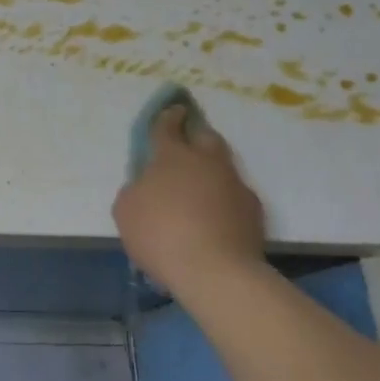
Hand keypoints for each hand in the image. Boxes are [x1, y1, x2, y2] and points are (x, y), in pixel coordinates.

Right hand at [112, 104, 266, 291]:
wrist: (215, 271)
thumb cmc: (160, 234)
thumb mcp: (126, 209)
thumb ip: (136, 188)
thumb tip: (147, 184)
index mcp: (172, 156)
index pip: (167, 127)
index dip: (167, 116)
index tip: (172, 109)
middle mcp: (206, 162)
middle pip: (205, 136)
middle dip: (196, 133)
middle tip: (188, 141)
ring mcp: (234, 184)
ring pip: (223, 165)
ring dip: (211, 168)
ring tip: (201, 185)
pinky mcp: (253, 210)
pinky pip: (235, 194)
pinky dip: (224, 198)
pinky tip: (216, 215)